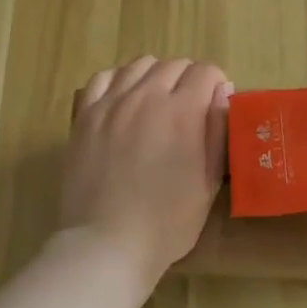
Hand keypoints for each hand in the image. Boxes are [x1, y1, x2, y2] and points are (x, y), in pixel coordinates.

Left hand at [59, 56, 232, 286]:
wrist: (107, 243)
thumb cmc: (167, 221)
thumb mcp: (209, 181)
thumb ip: (217, 131)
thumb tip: (221, 92)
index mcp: (182, 111)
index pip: (205, 71)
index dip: (215, 85)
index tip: (214, 107)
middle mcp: (146, 95)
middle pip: (173, 65)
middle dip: (188, 80)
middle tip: (188, 111)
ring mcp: (112, 103)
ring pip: (139, 65)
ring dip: (155, 77)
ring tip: (156, 103)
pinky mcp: (85, 115)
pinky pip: (104, 78)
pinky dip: (119, 81)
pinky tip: (123, 101)